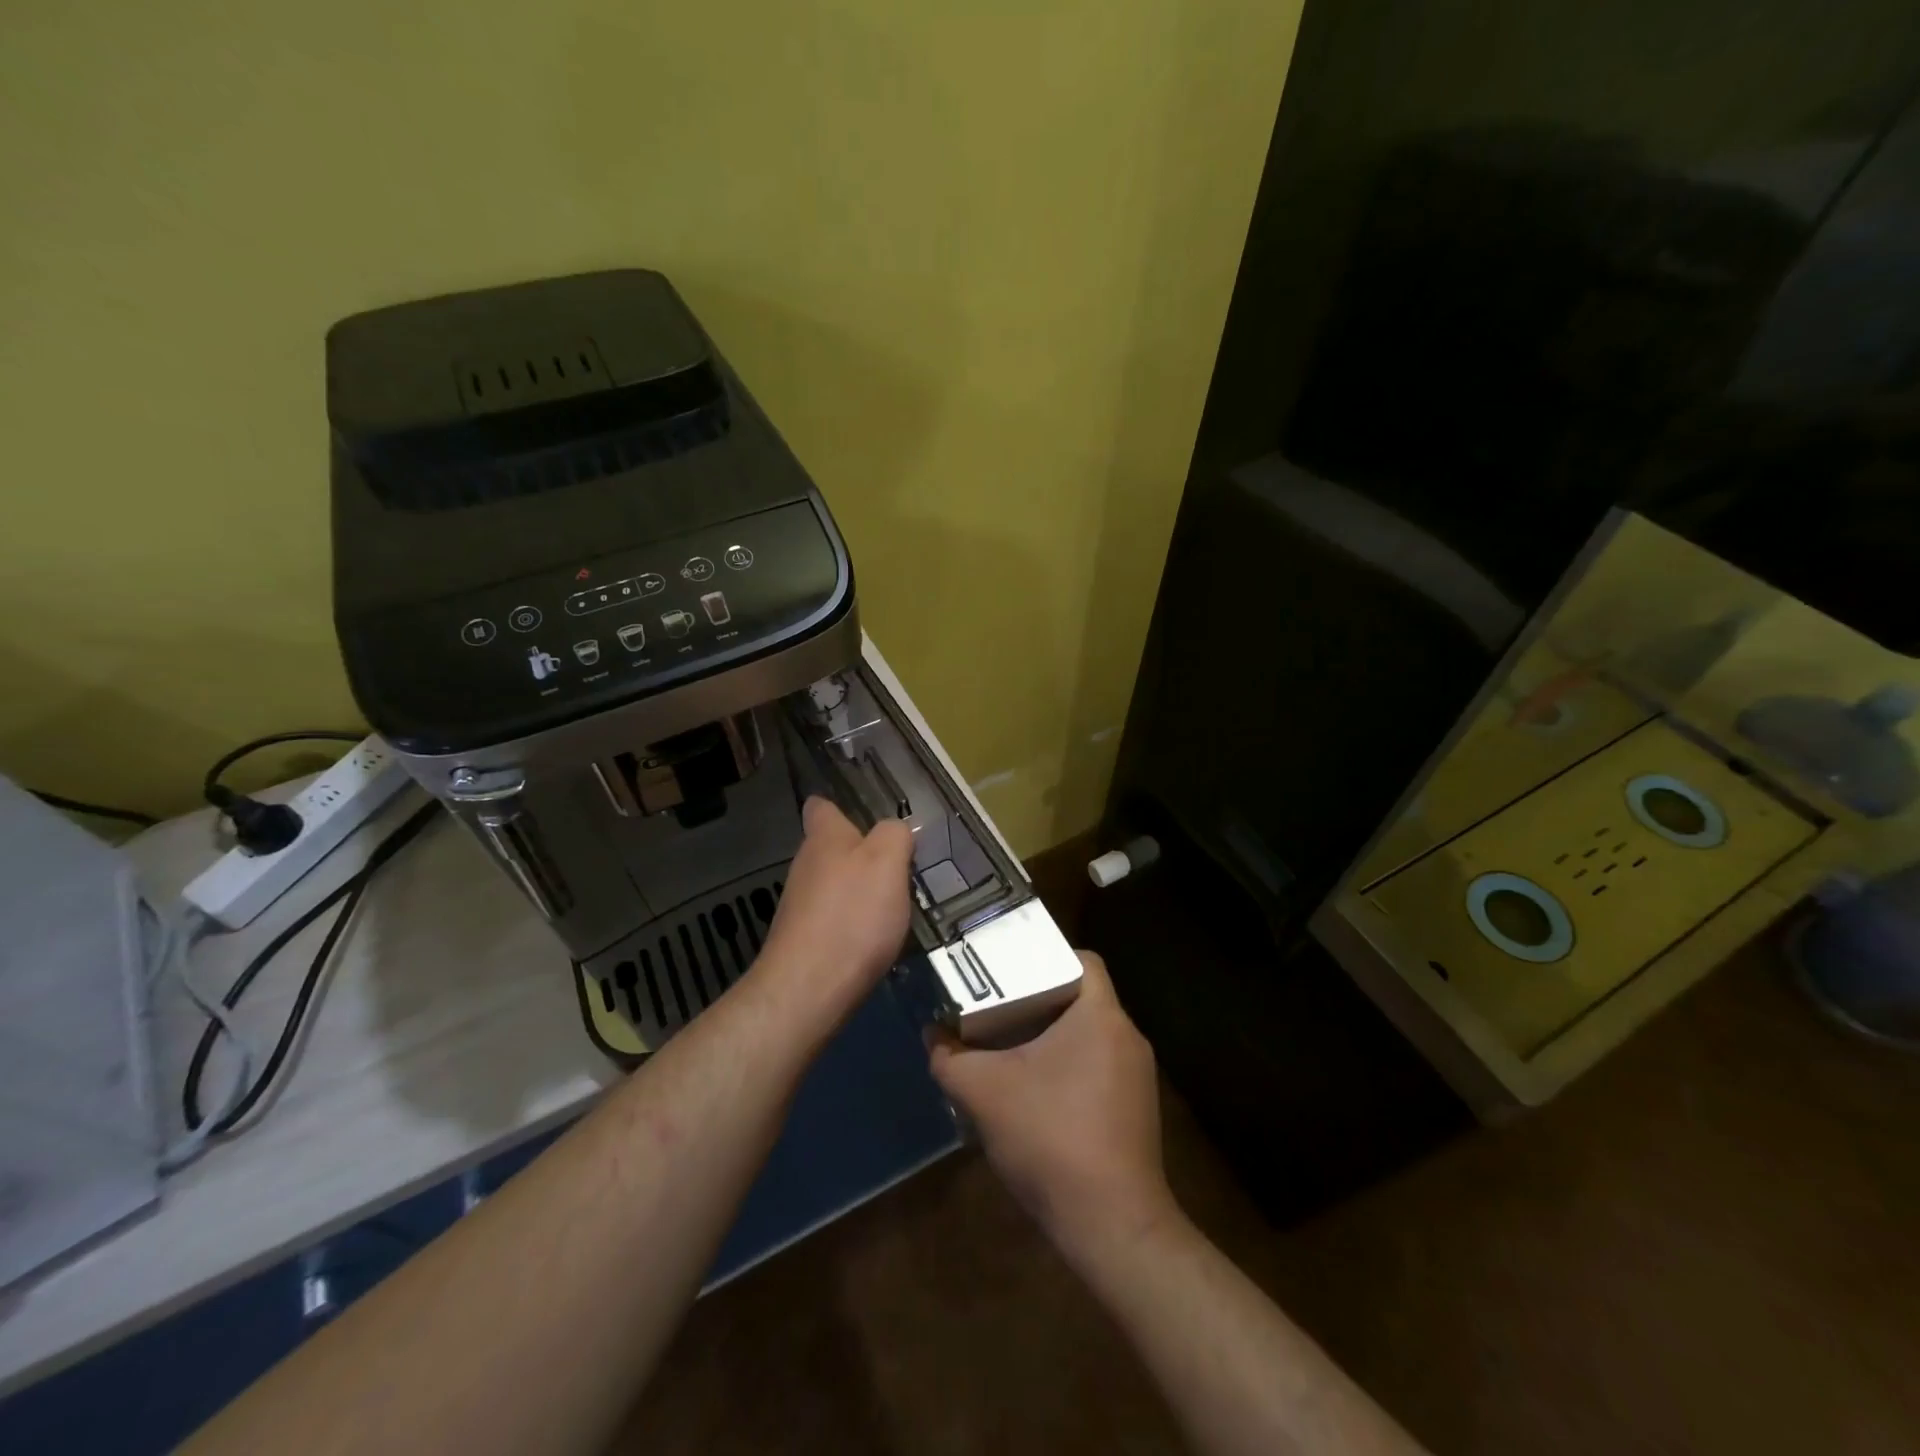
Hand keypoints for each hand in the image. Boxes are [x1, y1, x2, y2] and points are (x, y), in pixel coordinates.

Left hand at [757, 796, 914, 1018]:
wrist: (809, 989)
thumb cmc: (853, 915)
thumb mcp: (888, 862)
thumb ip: (895, 836)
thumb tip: (894, 830)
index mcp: (824, 838)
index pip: (821, 807)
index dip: (841, 808)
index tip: (865, 817)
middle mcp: (806, 866)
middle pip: (831, 849)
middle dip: (860, 855)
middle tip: (898, 868)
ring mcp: (800, 905)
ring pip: (834, 886)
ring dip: (859, 893)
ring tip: (894, 908)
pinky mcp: (804, 941)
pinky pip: (834, 920)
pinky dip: (853, 926)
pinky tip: (875, 941)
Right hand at [929, 950, 1175, 1261]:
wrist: (1112, 1226)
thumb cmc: (1051, 1138)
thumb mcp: (984, 1093)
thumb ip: (950, 1058)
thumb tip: (931, 1034)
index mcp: (1101, 1015)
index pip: (1083, 959)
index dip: (1047, 955)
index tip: (1011, 969)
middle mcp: (1128, 1036)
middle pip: (1082, 997)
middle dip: (1040, 998)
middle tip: (998, 1005)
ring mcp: (1138, 1075)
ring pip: (1091, 1035)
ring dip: (1054, 1036)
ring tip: (1010, 1045)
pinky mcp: (1138, 1109)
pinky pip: (1100, 1066)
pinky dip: (1070, 1066)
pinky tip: (1037, 1092)